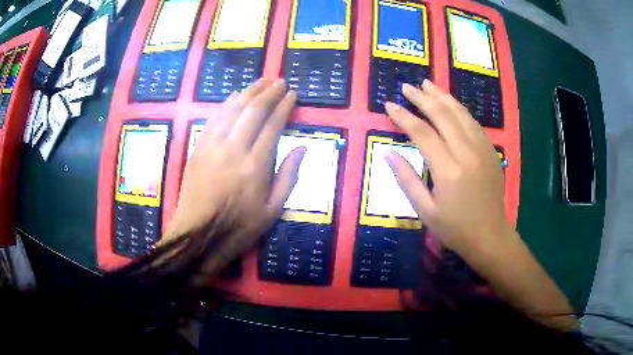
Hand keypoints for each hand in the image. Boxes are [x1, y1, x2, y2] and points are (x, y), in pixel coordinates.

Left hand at [164, 79, 304, 261]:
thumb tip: (302, 148)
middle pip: (253, 111)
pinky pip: (213, 119)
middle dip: (268, 92)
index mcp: (255, 166)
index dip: (284, 106)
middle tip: (280, 81)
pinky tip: (234, 96)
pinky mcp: (197, 149)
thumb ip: (288, 177)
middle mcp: (233, 149)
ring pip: (232, 109)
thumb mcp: (272, 211)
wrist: (196, 236)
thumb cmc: (237, 228)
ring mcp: (212, 146)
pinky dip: (225, 104)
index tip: (293, 94)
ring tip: (261, 81)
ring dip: (248, 92)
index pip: (273, 125)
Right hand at [384, 80, 509, 259]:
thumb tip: (388, 154)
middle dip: (422, 98)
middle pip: (443, 115)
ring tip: (428, 84)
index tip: (389, 104)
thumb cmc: (455, 229)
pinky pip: (473, 123)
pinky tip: (451, 104)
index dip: (404, 116)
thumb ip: (407, 180)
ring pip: (461, 114)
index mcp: (448, 171)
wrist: (490, 236)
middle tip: (407, 86)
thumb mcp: (425, 211)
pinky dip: (459, 109)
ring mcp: (482, 150)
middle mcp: (467, 153)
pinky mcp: (491, 151)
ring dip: (443, 96)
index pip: (422, 133)